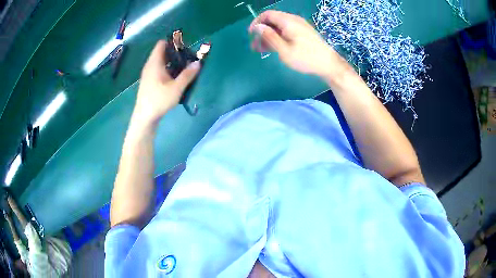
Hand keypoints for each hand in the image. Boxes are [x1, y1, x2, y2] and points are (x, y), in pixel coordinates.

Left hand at [133, 40, 200, 125]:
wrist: (145, 117)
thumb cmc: (159, 100)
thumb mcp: (177, 88)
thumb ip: (188, 74)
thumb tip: (198, 62)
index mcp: (155, 63)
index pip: (161, 44)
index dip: (173, 42)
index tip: (185, 47)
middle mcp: (150, 65)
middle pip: (162, 52)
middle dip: (176, 53)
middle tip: (188, 59)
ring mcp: (148, 74)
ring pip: (161, 62)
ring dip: (172, 62)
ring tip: (184, 69)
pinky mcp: (149, 81)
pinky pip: (159, 69)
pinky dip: (167, 69)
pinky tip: (175, 79)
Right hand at [249, 10, 340, 76]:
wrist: (328, 64)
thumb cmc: (306, 58)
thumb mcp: (284, 50)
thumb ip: (270, 37)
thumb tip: (257, 27)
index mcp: (288, 21)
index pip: (267, 15)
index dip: (256, 22)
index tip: (251, 34)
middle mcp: (293, 20)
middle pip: (272, 21)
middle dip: (262, 32)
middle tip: (255, 46)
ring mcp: (299, 26)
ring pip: (279, 27)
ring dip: (269, 36)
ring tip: (261, 50)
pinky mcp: (303, 33)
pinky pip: (286, 31)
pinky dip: (278, 38)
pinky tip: (274, 48)